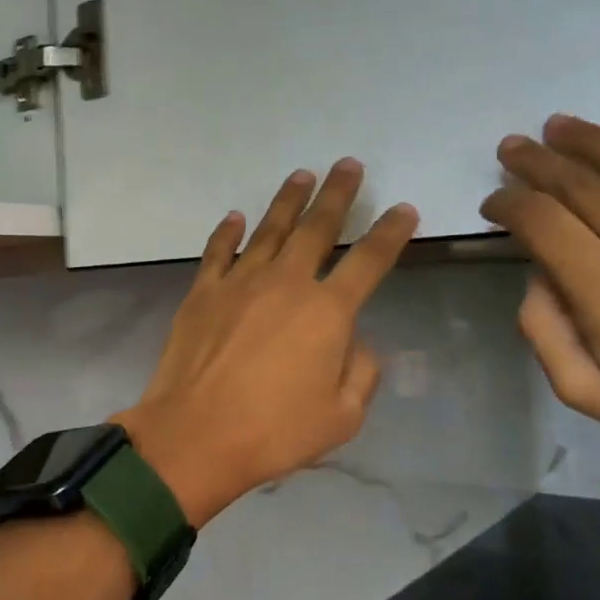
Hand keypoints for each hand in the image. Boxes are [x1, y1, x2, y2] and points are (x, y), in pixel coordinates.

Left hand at [116, 159, 418, 527]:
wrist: (196, 434)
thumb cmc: (274, 432)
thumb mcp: (341, 417)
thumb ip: (360, 372)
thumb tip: (356, 342)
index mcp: (327, 312)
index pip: (369, 261)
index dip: (390, 233)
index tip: (403, 210)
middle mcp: (285, 283)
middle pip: (317, 228)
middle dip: (336, 194)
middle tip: (348, 165)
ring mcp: (238, 283)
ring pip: (268, 230)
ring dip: (287, 201)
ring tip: (301, 175)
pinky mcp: (202, 293)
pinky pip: (217, 252)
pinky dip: (226, 232)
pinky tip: (234, 217)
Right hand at [482, 115, 599, 482]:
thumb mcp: (587, 393)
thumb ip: (544, 332)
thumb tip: (536, 275)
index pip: (540, 220)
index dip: (508, 203)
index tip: (493, 204)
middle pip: (580, 182)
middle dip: (536, 161)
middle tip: (511, 149)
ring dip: (590, 139)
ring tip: (559, 127)